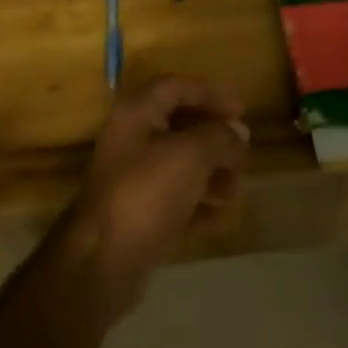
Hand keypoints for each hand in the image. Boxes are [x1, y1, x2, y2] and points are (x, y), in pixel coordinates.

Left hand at [67, 76, 249, 319]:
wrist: (104, 260)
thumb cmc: (147, 193)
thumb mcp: (190, 156)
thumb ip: (219, 137)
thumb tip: (238, 131)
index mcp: (136, 114)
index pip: (175, 88)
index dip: (209, 93)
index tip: (242, 110)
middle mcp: (131, 140)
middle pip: (180, 127)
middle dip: (215, 139)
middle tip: (242, 154)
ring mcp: (133, 179)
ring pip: (180, 165)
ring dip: (211, 173)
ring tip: (235, 190)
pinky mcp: (139, 214)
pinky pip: (175, 200)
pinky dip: (198, 204)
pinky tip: (220, 217)